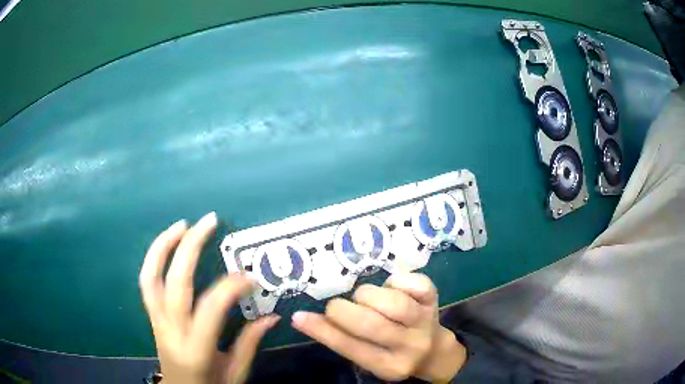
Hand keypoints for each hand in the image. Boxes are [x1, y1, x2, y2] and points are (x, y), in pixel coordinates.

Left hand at [139, 212, 278, 383]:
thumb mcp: (235, 372)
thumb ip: (250, 343)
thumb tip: (272, 316)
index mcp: (196, 348)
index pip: (211, 307)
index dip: (232, 286)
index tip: (251, 277)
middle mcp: (171, 331)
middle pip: (175, 282)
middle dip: (190, 246)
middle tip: (209, 221)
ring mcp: (157, 322)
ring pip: (151, 277)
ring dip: (163, 246)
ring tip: (181, 225)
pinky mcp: (152, 317)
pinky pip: (147, 283)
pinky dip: (154, 259)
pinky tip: (167, 245)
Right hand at [291, 272, 465, 381]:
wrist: (433, 350)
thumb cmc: (391, 352)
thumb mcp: (367, 355)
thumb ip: (340, 339)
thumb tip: (301, 318)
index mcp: (389, 366)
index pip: (351, 348)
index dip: (323, 331)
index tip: (299, 316)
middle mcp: (410, 346)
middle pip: (372, 324)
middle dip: (344, 310)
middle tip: (336, 307)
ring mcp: (425, 321)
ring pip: (393, 303)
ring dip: (368, 295)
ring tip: (364, 299)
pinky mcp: (434, 299)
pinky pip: (415, 283)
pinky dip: (396, 281)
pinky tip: (390, 288)